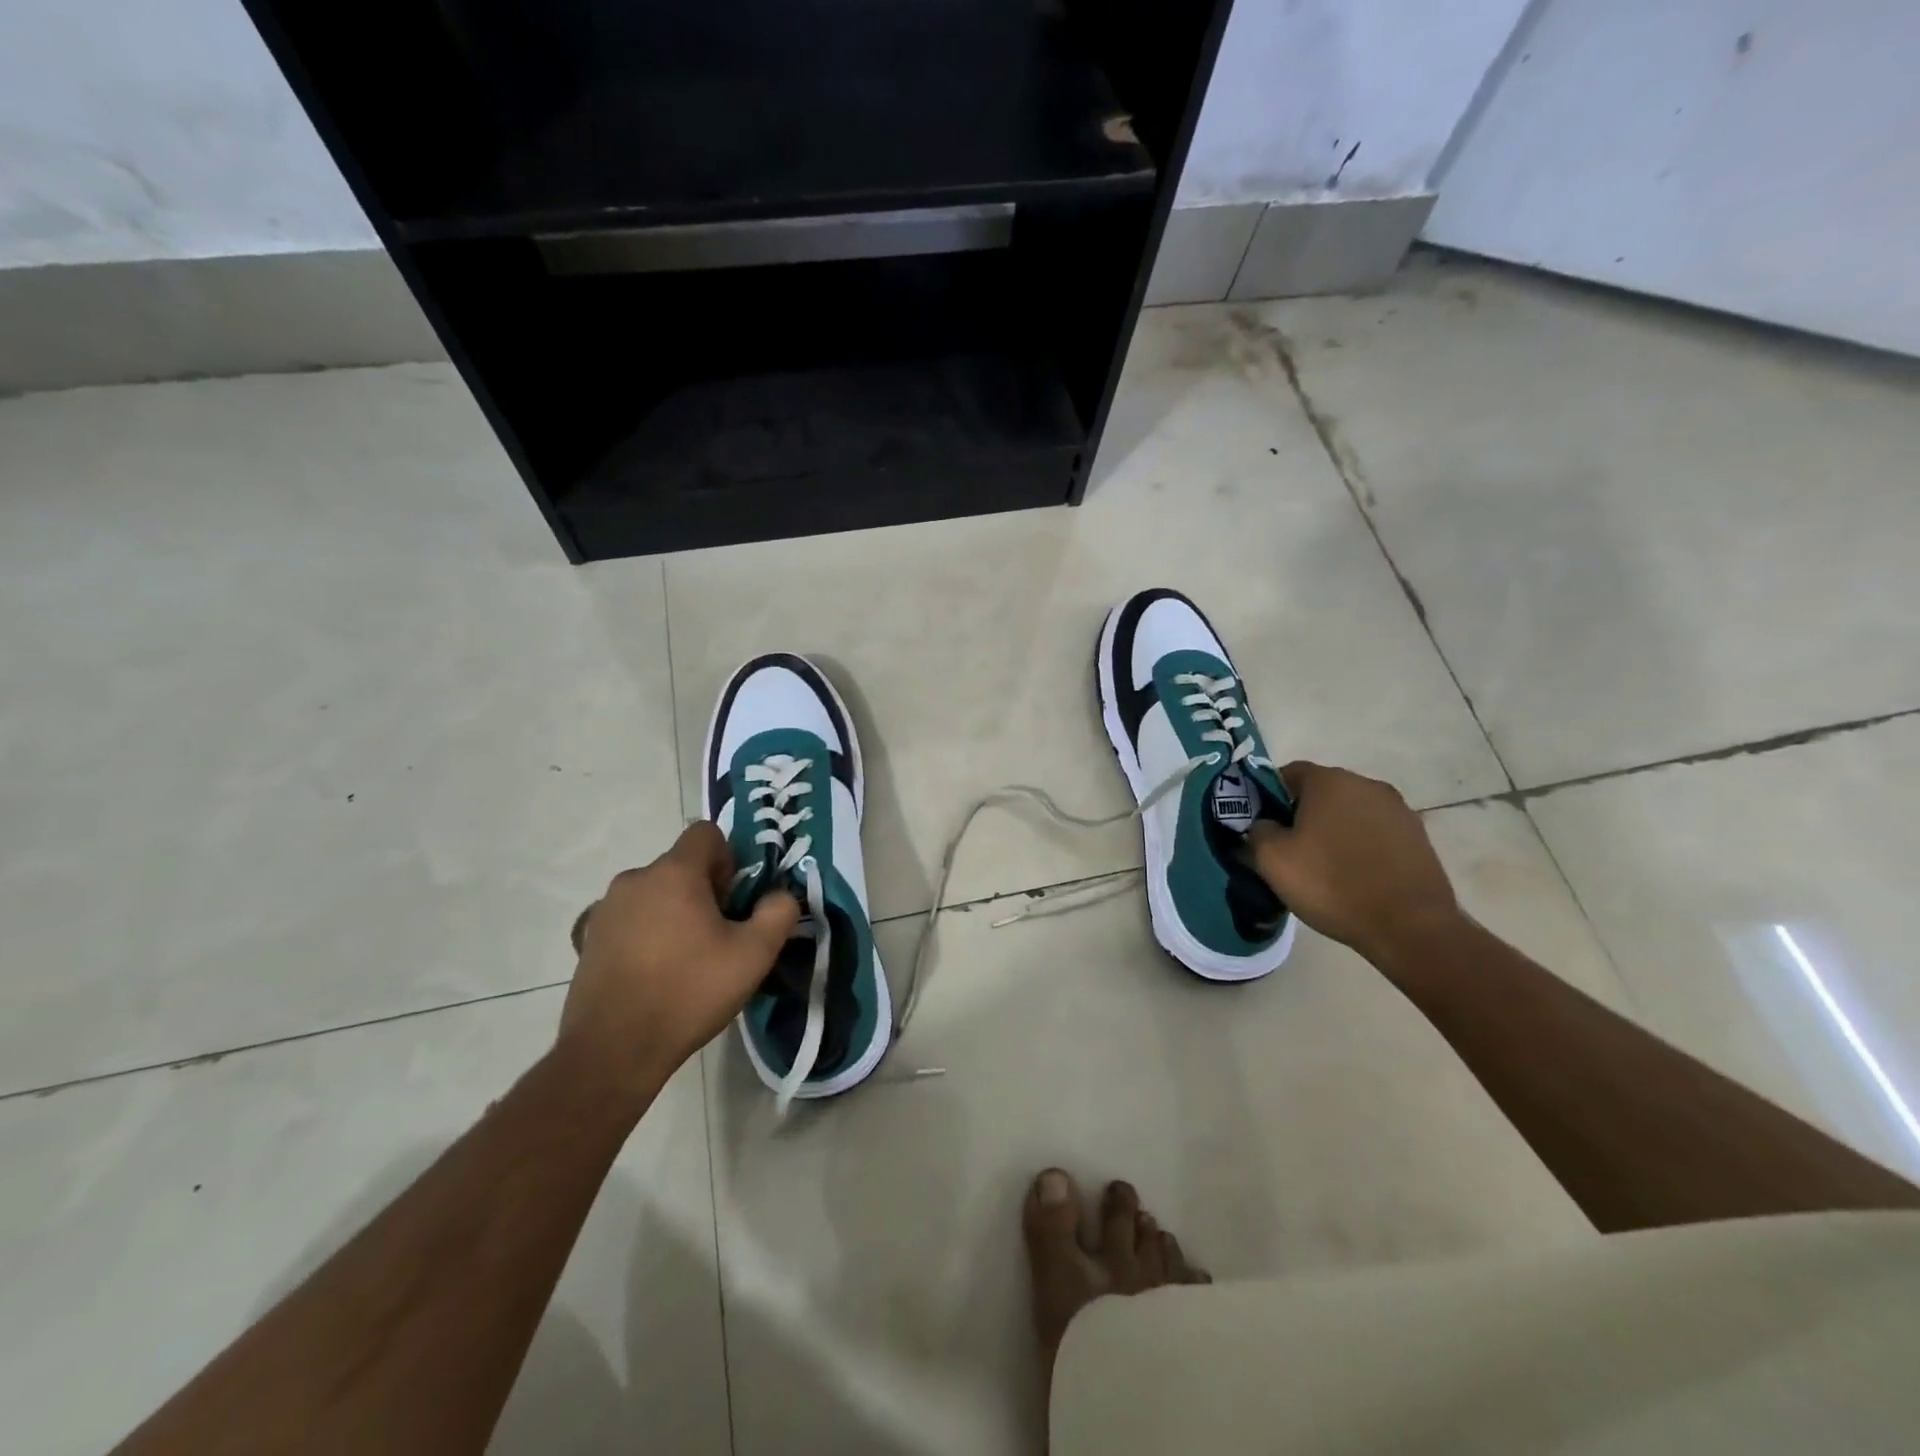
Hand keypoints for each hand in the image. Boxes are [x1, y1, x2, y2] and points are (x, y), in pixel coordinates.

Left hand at [559, 822, 799, 1098]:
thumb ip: (778, 912)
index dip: (728, 859)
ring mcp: (604, 910)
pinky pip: (628, 920)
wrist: (614, 1050)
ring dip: (673, 912)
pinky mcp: (586, 940)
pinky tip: (652, 973)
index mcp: (674, 873)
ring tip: (685, 960)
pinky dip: (644, 934)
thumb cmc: (689, 992)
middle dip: (703, 891)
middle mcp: (634, 879)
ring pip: (653, 894)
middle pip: (680, 866)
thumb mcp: (754, 955)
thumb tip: (780, 896)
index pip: (705, 834)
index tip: (733, 900)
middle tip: (717, 936)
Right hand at [1245, 761, 1461, 965]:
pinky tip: (1354, 876)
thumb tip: (1264, 824)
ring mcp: (1398, 810)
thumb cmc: (1332, 884)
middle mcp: (1367, 785)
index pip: (1288, 773)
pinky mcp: (1418, 837)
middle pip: (1322, 791)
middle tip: (1289, 848)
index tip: (1262, 825)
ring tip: (1324, 866)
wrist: (1410, 927)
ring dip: (1334, 830)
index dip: (1269, 796)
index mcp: (1330, 781)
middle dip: (1302, 813)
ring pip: (1351, 812)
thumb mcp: (1273, 859)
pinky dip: (1361, 846)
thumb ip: (1257, 831)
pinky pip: (1376, 833)